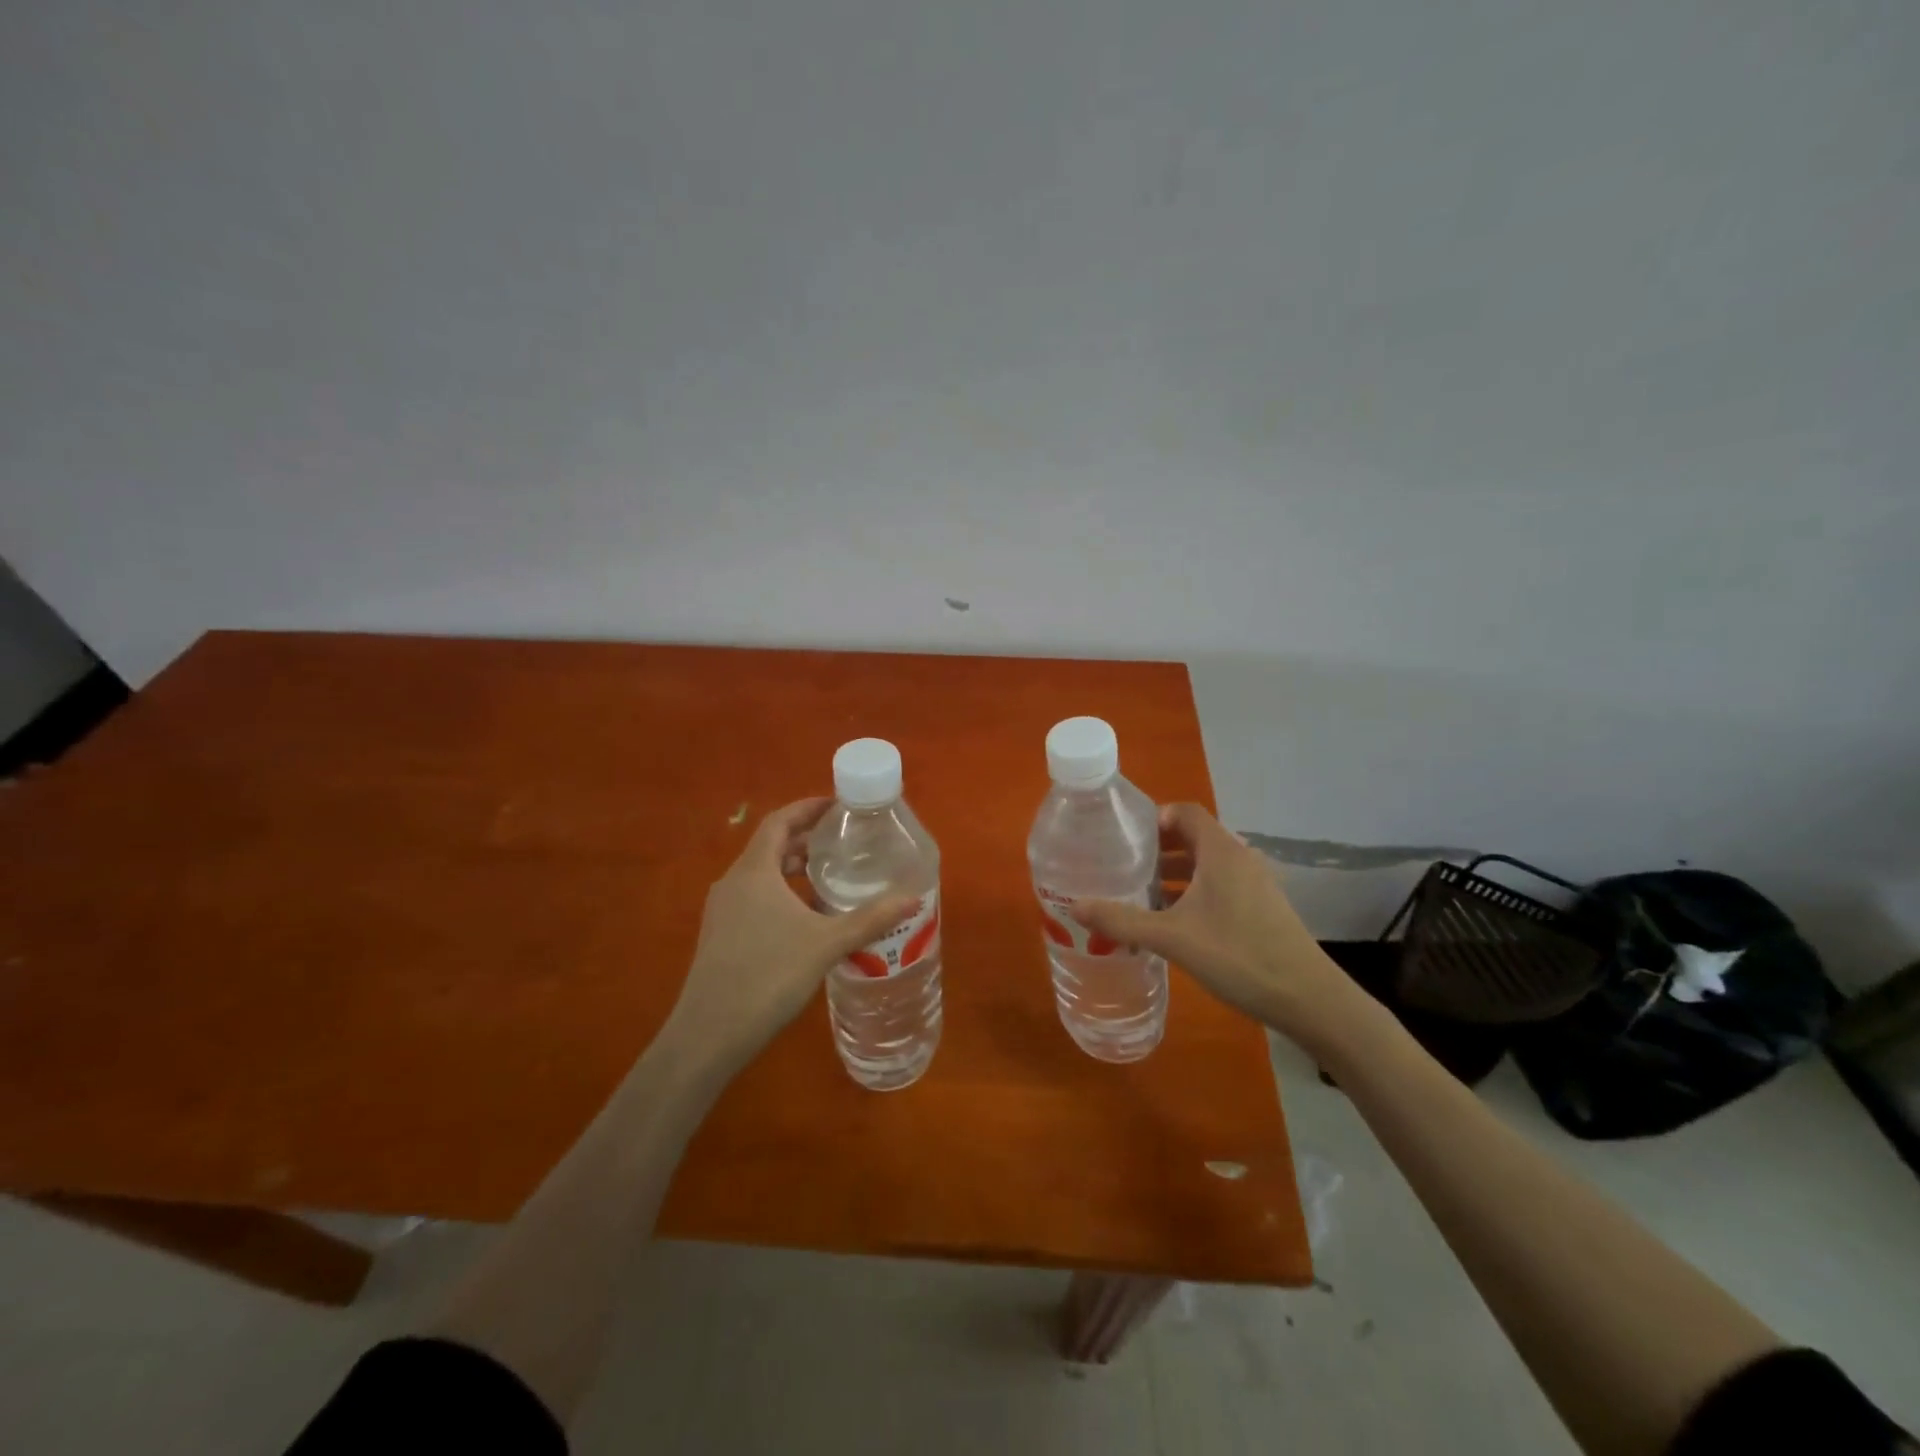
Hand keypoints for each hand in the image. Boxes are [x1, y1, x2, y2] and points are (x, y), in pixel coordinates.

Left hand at [663, 798, 916, 1067]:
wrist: (708, 1036)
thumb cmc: (767, 977)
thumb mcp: (826, 944)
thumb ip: (870, 919)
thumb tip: (913, 898)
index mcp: (754, 871)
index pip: (779, 822)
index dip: (807, 808)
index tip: (837, 806)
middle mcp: (733, 883)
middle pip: (771, 847)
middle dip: (806, 841)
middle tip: (843, 842)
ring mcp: (723, 911)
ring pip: (762, 875)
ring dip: (794, 870)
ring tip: (830, 876)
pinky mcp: (721, 936)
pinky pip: (755, 898)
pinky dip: (782, 894)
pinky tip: (807, 919)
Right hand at [1074, 803, 1358, 1046]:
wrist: (1308, 998)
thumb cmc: (1238, 956)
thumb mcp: (1172, 938)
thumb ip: (1122, 921)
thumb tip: (1074, 906)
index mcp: (1221, 851)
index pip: (1185, 811)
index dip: (1154, 817)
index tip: (1123, 836)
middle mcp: (1239, 858)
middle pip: (1193, 837)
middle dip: (1157, 848)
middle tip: (1123, 865)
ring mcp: (1255, 884)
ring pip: (1206, 865)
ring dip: (1174, 873)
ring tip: (1140, 893)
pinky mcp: (1262, 908)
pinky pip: (1220, 886)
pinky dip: (1193, 892)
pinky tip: (1173, 921)